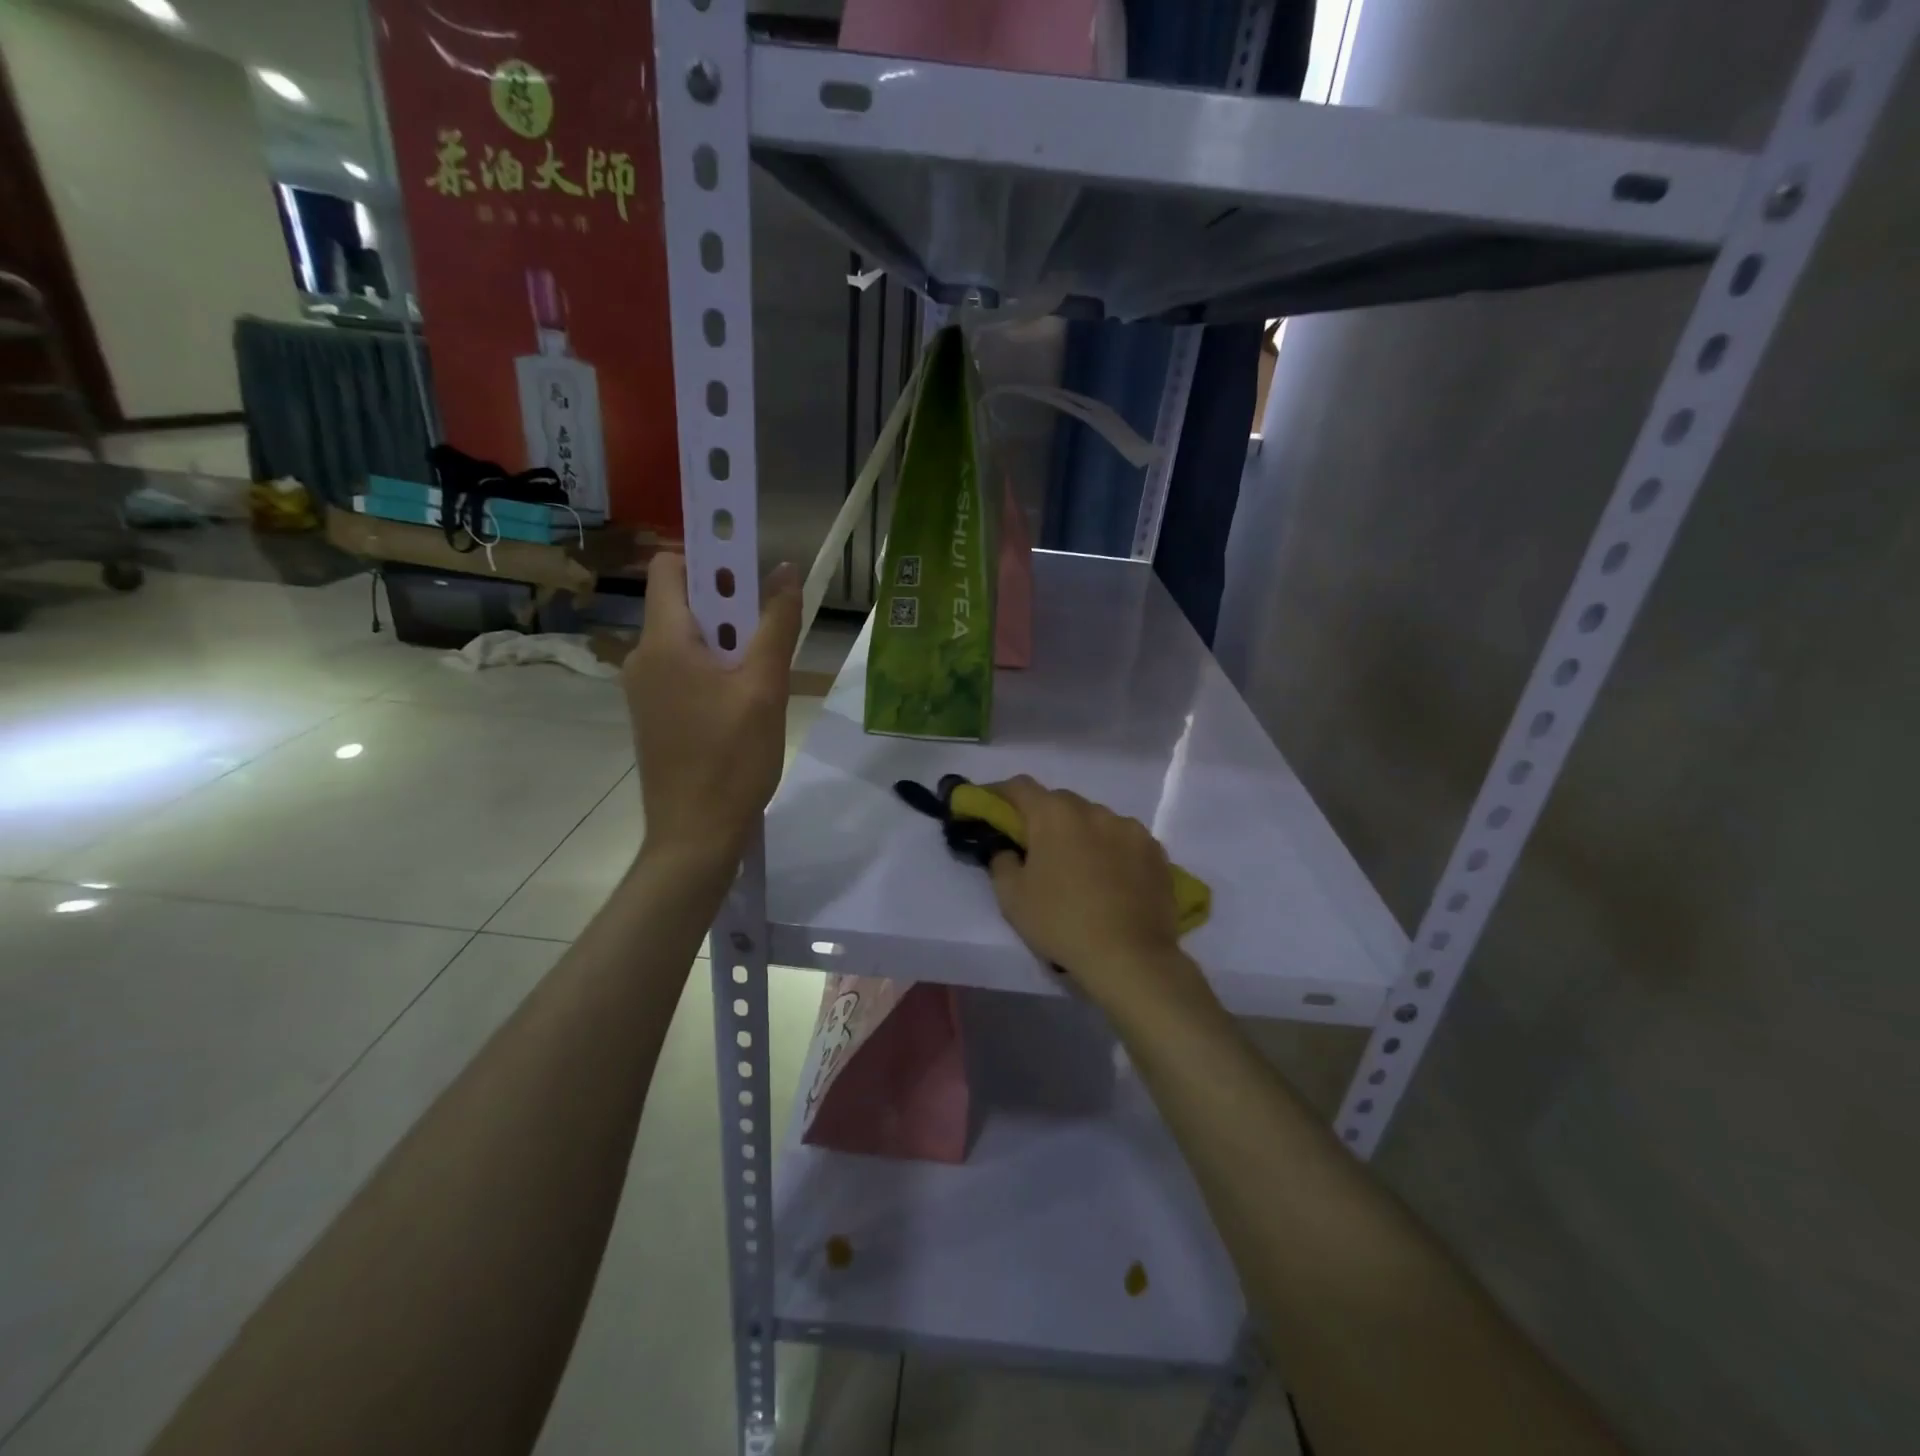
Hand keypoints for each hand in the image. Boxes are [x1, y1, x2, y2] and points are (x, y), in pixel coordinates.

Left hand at [624, 553, 800, 868]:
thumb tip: (785, 568)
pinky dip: (713, 669)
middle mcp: (643, 657)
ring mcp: (644, 689)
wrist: (695, 835)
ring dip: (726, 641)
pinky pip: (683, 671)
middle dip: (729, 605)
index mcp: (664, 642)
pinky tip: (743, 702)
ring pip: (687, 640)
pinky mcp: (653, 715)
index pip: (671, 568)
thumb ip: (776, 624)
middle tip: (769, 631)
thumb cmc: (732, 759)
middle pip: (683, 604)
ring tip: (762, 675)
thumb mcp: (765, 688)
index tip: (751, 569)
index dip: (709, 556)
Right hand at [984, 776, 1213, 1022]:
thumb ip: (1002, 862)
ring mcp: (1129, 828)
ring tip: (1079, 868)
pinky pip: (1123, 840)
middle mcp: (1094, 810)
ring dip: (1081, 833)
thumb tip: (1008, 849)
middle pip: (1060, 802)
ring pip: (1095, 820)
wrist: (1130, 957)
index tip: (990, 809)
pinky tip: (1111, 879)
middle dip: (1043, 818)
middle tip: (1034, 847)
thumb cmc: (1061, 922)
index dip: (999, 794)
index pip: (1020, 787)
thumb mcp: (1012, 898)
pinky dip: (1111, 850)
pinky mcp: (1155, 851)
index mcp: (1055, 814)